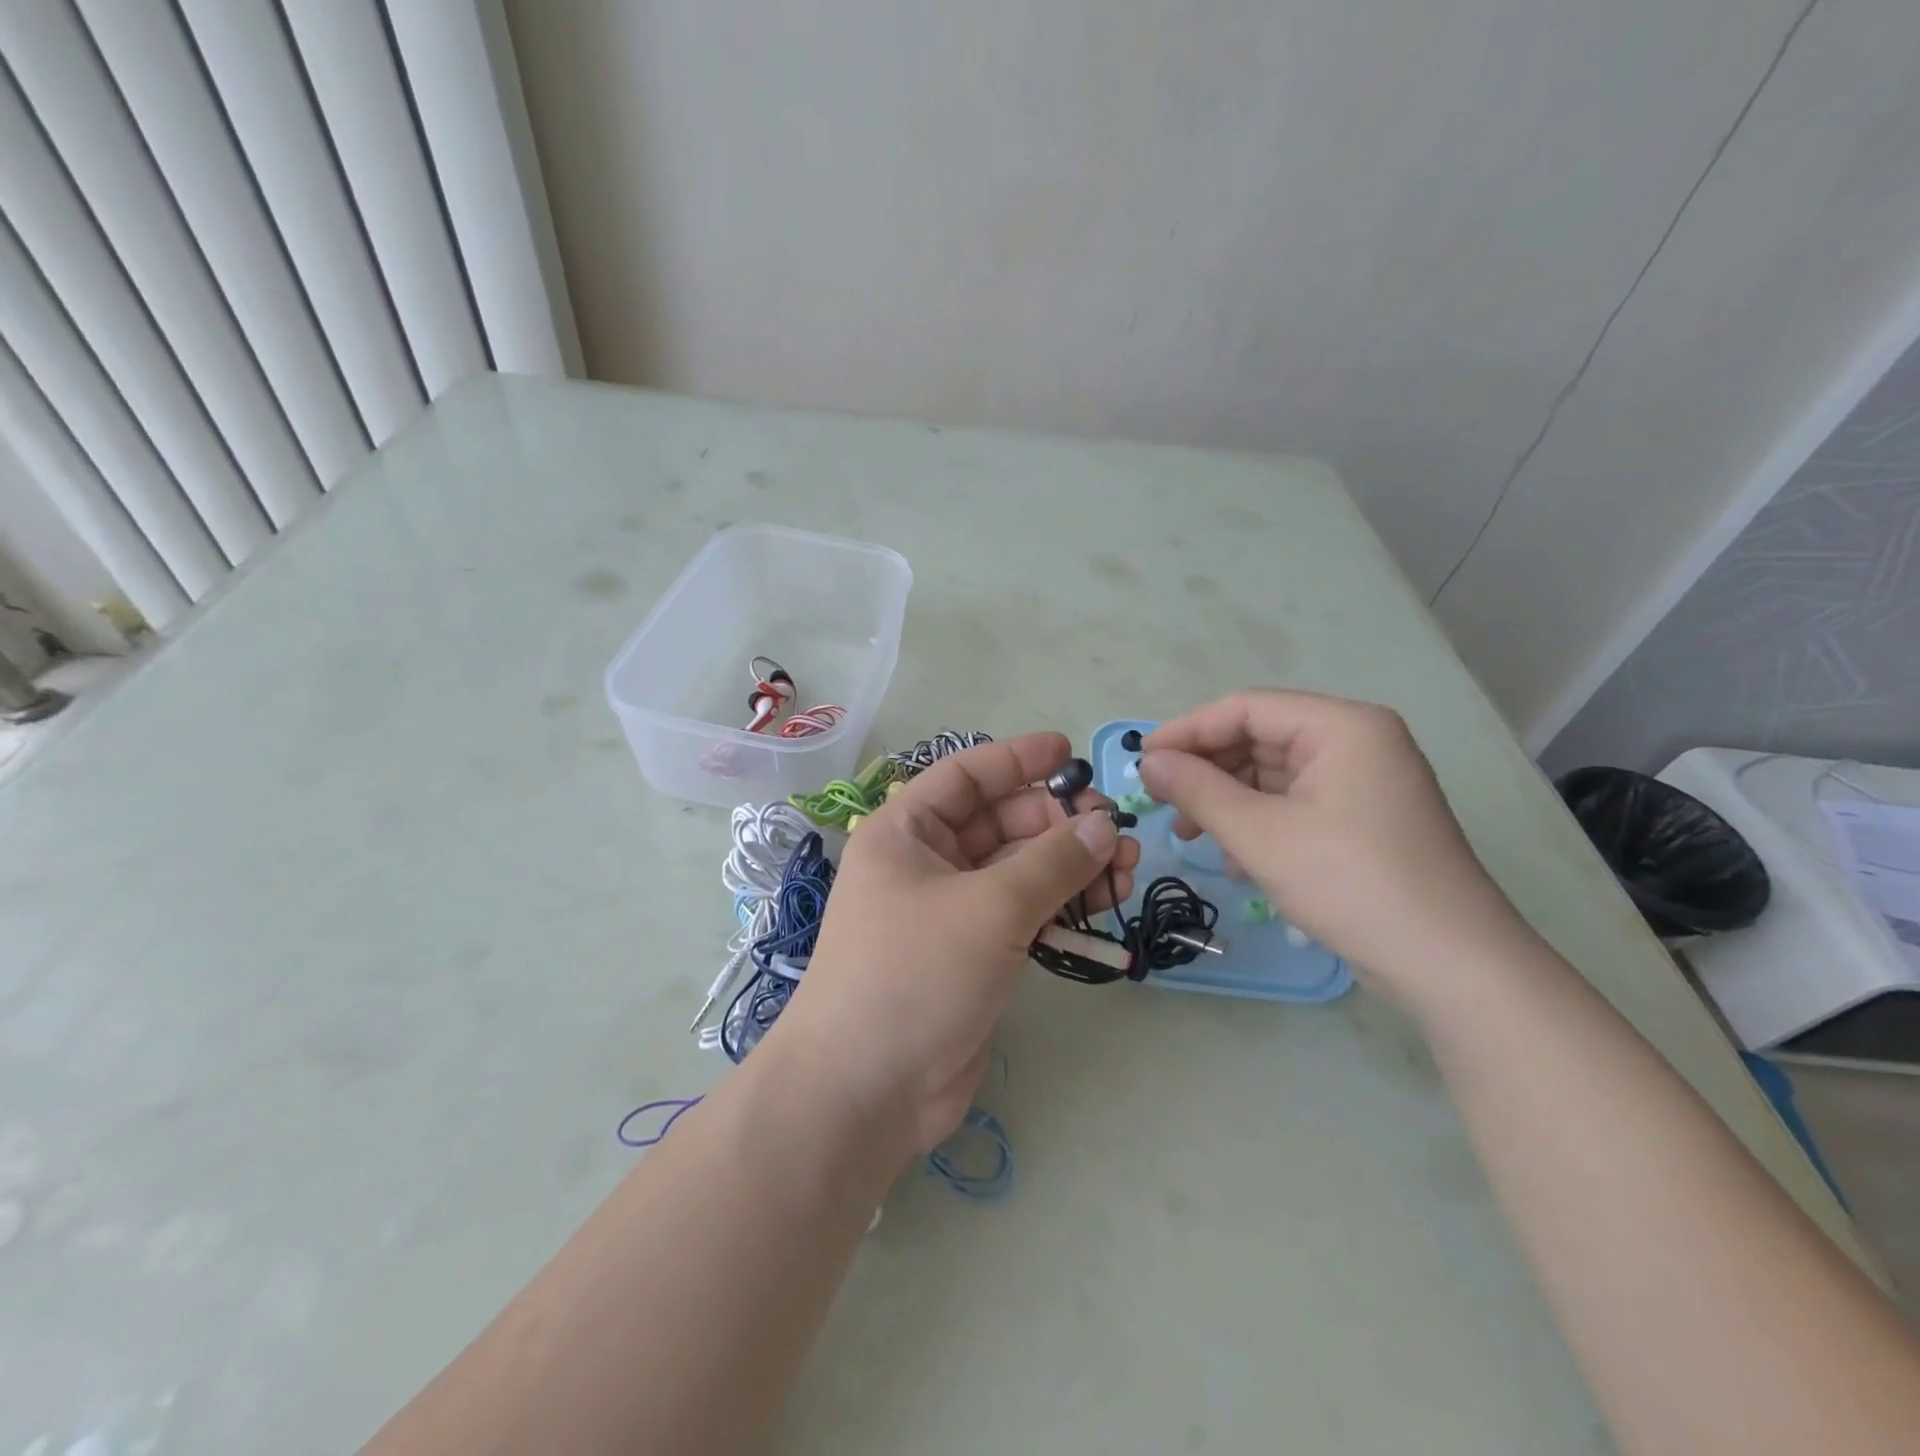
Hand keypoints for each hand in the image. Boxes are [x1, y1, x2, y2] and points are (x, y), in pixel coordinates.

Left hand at [773, 733, 1140, 1159]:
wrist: (866, 1091)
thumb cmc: (914, 974)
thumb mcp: (988, 908)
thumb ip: (1052, 862)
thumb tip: (1105, 824)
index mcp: (906, 831)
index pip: (966, 775)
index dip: (1018, 759)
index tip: (1072, 754)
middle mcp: (925, 863)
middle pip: (1001, 822)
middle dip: (1059, 821)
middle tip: (1117, 830)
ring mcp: (950, 911)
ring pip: (1020, 870)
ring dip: (1071, 865)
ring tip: (1126, 868)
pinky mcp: (974, 955)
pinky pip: (1025, 913)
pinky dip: (1062, 906)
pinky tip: (1104, 905)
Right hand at [1139, 690, 1527, 1009]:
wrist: (1451, 965)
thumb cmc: (1352, 883)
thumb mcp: (1261, 835)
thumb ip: (1198, 790)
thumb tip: (1148, 761)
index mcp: (1342, 726)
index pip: (1246, 708)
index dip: (1187, 731)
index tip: (1141, 762)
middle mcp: (1356, 742)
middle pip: (1259, 738)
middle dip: (1206, 770)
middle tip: (1162, 803)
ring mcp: (1363, 782)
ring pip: (1272, 775)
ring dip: (1226, 801)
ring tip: (1190, 836)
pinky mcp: (1363, 819)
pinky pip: (1294, 804)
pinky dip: (1257, 823)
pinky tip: (1234, 861)